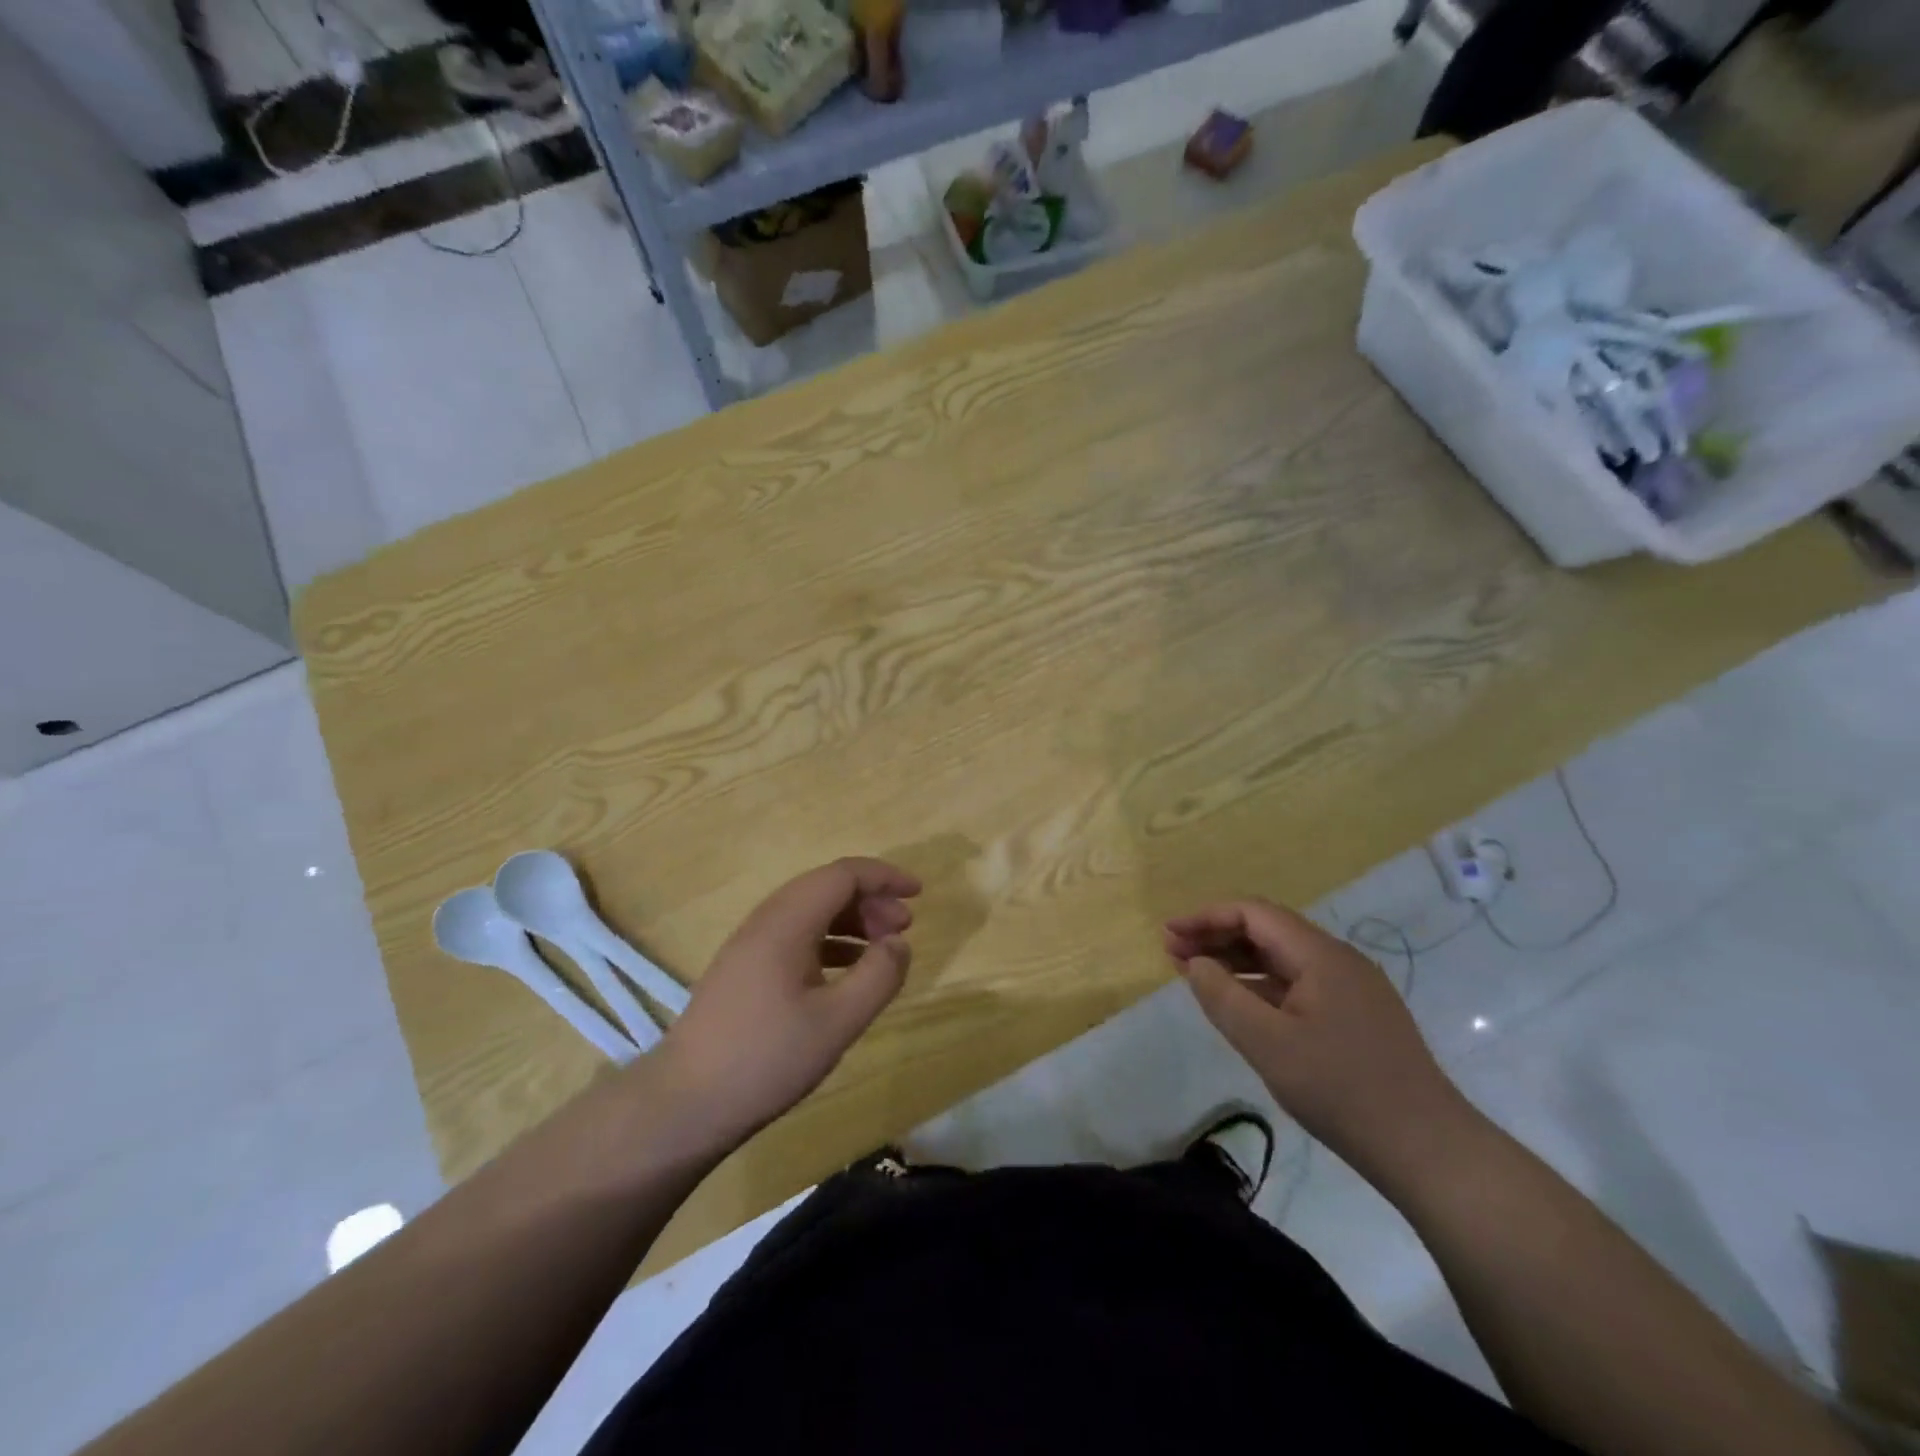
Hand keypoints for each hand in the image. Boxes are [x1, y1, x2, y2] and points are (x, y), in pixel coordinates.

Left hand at [656, 857, 919, 1151]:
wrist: (685, 1103)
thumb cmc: (766, 1058)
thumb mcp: (838, 1021)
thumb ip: (878, 976)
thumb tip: (899, 943)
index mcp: (787, 922)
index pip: (842, 875)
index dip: (884, 876)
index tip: (918, 894)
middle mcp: (766, 921)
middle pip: (825, 888)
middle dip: (871, 899)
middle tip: (904, 927)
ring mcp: (750, 946)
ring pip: (810, 912)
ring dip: (851, 920)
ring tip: (882, 947)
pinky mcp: (743, 970)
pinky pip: (795, 936)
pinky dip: (829, 941)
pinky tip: (846, 971)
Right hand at [1165, 899, 1478, 1188]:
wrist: (1427, 1149)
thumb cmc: (1341, 1090)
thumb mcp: (1267, 1044)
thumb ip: (1223, 997)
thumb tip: (1196, 963)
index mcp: (1320, 955)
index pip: (1254, 914)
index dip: (1206, 918)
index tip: (1169, 934)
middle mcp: (1338, 960)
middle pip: (1268, 931)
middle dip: (1217, 936)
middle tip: (1172, 952)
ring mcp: (1352, 989)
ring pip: (1283, 959)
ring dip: (1237, 961)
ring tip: (1196, 974)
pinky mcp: (1357, 1016)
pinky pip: (1298, 984)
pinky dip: (1261, 985)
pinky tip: (1241, 1003)